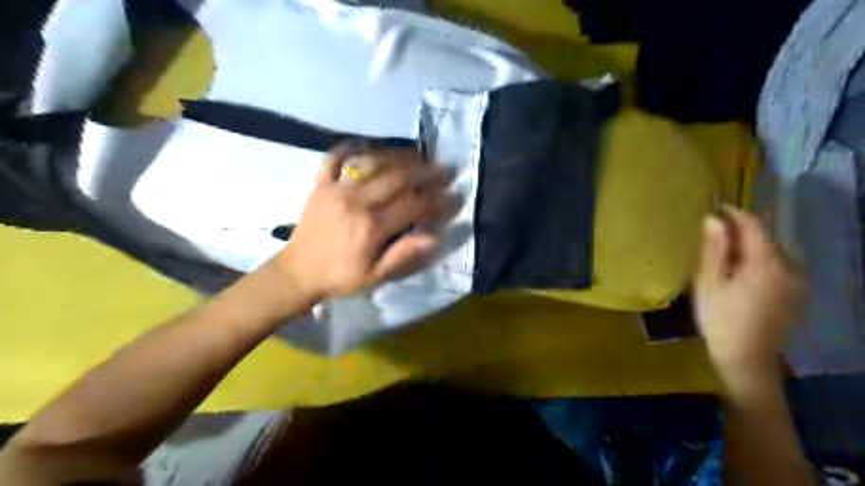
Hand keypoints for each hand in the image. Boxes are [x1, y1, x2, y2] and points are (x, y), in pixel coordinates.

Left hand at [267, 145, 449, 303]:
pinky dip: (352, 148)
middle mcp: (356, 201)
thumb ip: (404, 254)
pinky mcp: (321, 184)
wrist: (297, 272)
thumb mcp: (375, 276)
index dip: (436, 200)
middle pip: (397, 177)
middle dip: (425, 172)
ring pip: (373, 162)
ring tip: (418, 156)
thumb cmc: (340, 277)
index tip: (452, 196)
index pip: (413, 205)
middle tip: (444, 170)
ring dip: (399, 156)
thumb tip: (435, 237)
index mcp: (372, 226)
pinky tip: (367, 147)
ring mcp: (336, 188)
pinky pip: (335, 157)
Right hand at [695, 207, 808, 377]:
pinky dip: (759, 262)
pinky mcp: (797, 293)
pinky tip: (741, 275)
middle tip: (712, 236)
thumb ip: (714, 249)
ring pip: (772, 252)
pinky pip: (778, 266)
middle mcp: (791, 267)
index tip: (714, 207)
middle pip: (766, 237)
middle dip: (740, 232)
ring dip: (749, 247)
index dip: (734, 213)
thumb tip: (713, 218)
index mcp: (767, 264)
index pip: (754, 225)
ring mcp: (798, 282)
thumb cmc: (720, 319)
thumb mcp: (709, 283)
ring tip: (724, 256)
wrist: (746, 359)